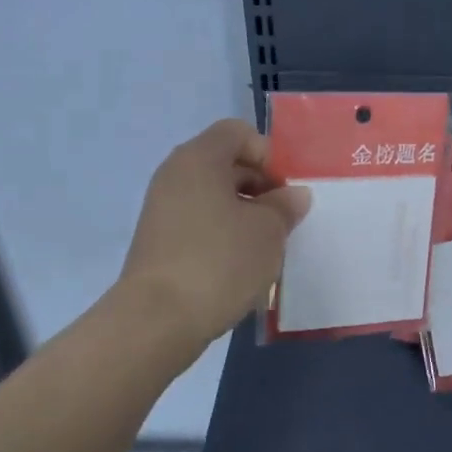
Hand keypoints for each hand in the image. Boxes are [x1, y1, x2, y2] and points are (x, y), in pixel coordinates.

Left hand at [118, 119, 309, 347]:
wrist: (158, 319)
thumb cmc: (220, 261)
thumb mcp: (268, 231)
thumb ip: (285, 206)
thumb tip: (293, 195)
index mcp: (199, 158)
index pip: (239, 133)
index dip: (269, 155)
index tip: (285, 192)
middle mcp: (175, 174)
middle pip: (226, 163)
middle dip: (261, 187)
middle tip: (283, 221)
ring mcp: (162, 209)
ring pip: (214, 197)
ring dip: (244, 215)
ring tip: (265, 247)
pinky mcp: (159, 241)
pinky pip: (200, 223)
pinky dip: (223, 235)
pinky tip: (240, 265)